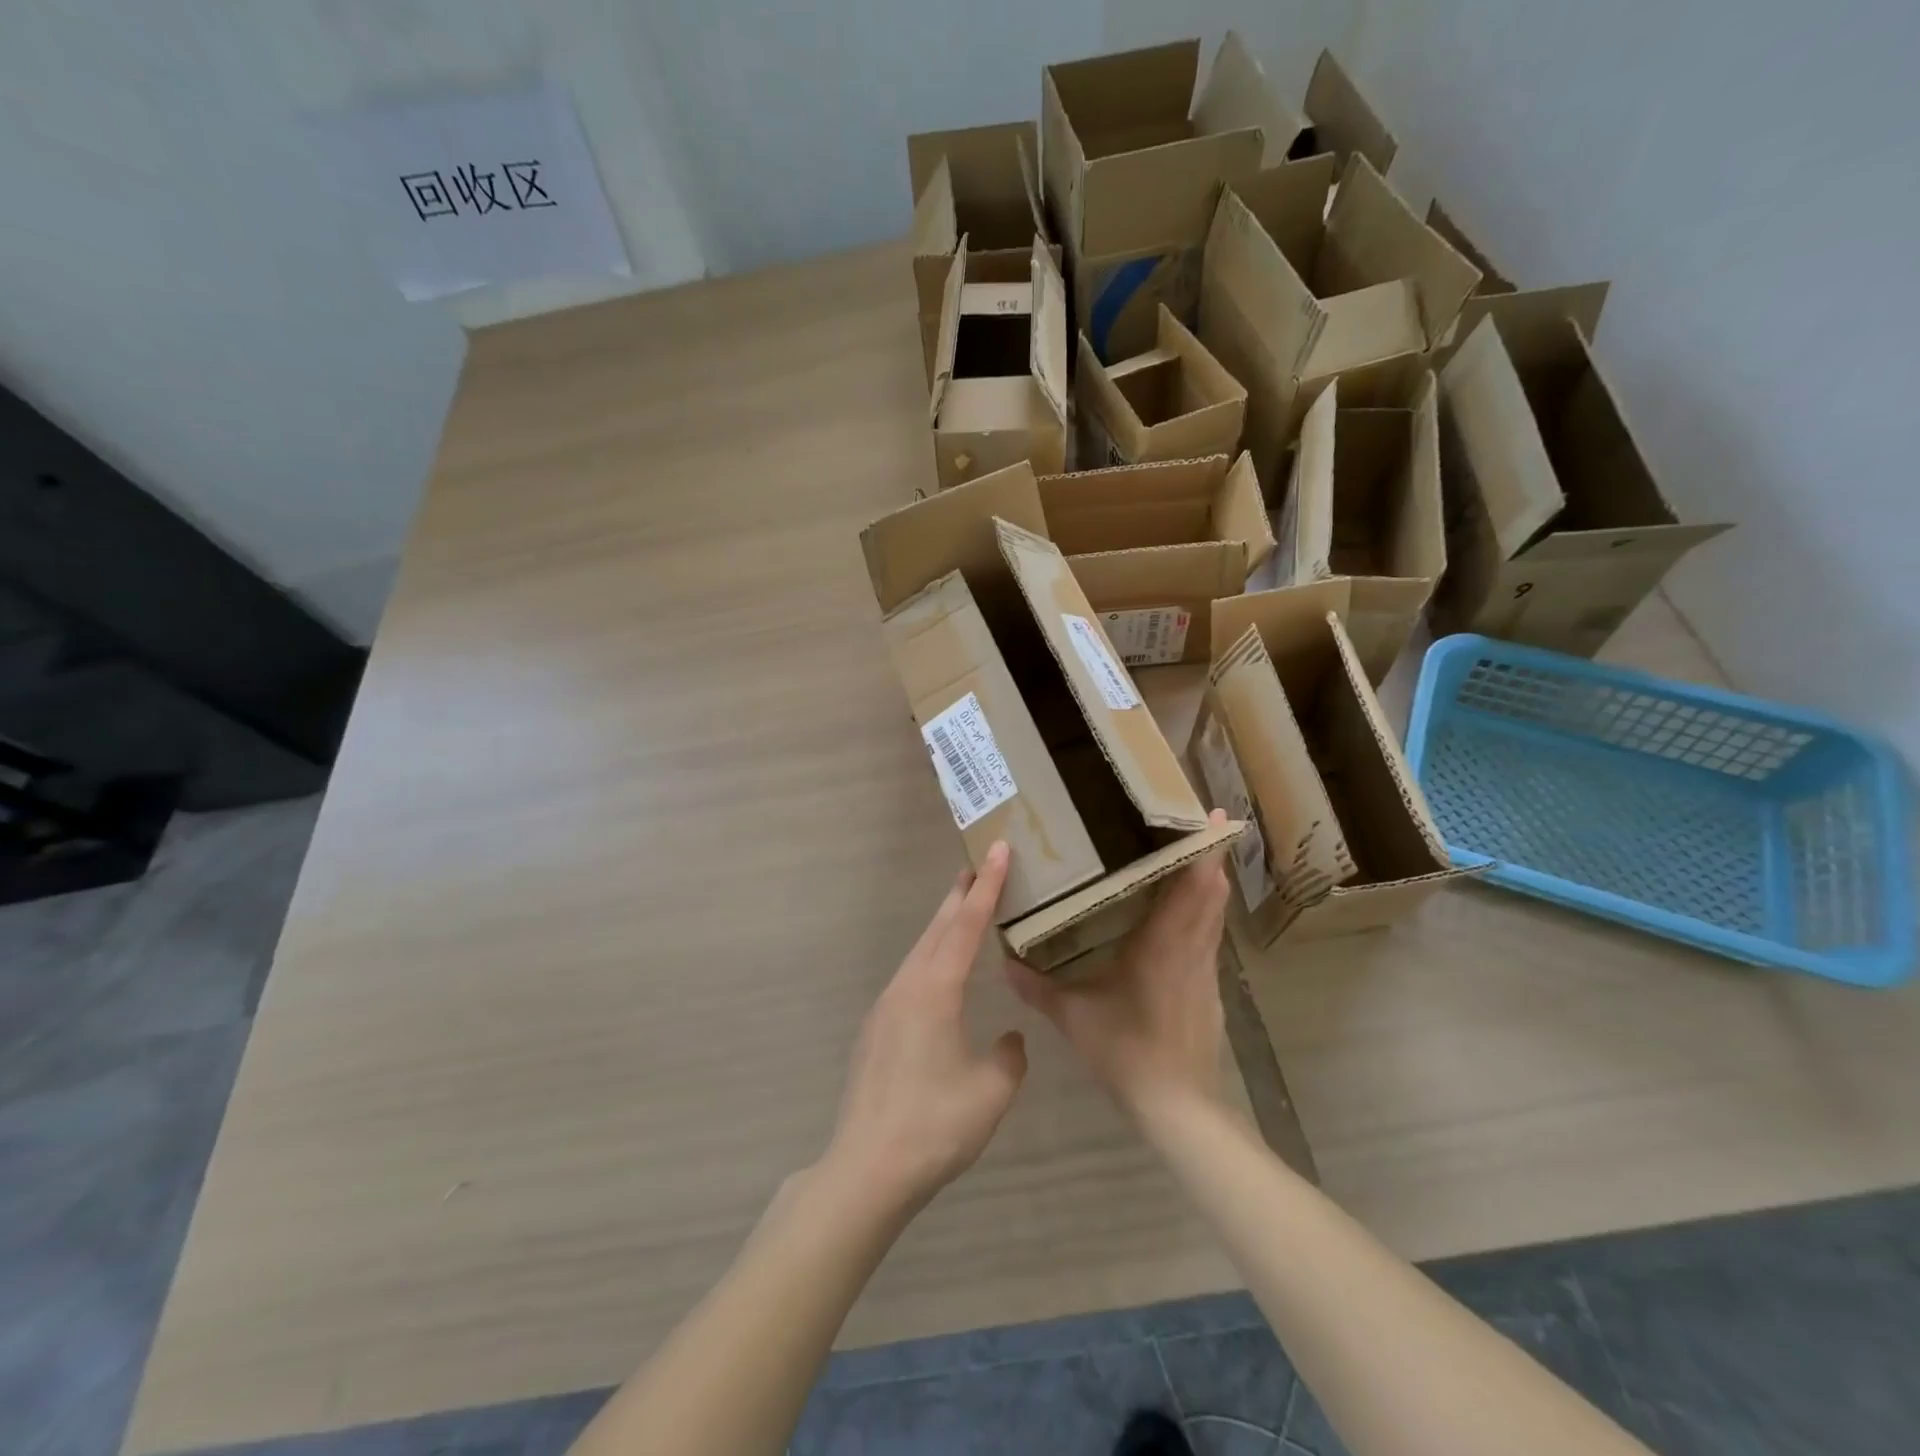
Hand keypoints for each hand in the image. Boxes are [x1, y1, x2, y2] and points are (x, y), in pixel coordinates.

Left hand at [823, 842, 1026, 1215]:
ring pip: (920, 951)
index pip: (967, 925)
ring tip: (963, 908)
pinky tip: (939, 975)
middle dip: (961, 896)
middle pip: (937, 928)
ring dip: (943, 925)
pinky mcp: (876, 1029)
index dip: (987, 886)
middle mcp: (907, 986)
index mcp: (935, 990)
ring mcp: (886, 1007)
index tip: (998, 850)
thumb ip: (1007, 1056)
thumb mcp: (991, 1090)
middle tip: (980, 866)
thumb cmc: (935, 1125)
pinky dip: (930, 957)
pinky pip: (910, 976)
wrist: (867, 1168)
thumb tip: (1007, 1039)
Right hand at [1008, 810, 1230, 1122]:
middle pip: (1212, 891)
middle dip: (1211, 854)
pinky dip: (1205, 912)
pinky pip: (1210, 936)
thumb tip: (1003, 962)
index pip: (1195, 887)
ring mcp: (1205, 970)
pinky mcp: (1209, 989)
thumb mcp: (1073, 1017)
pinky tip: (1185, 914)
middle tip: (1200, 821)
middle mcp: (1191, 948)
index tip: (1212, 817)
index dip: (1206, 850)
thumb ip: (1037, 987)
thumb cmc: (1126, 1050)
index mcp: (1163, 945)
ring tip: (1194, 854)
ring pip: (1214, 914)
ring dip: (1210, 881)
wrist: (1176, 1106)